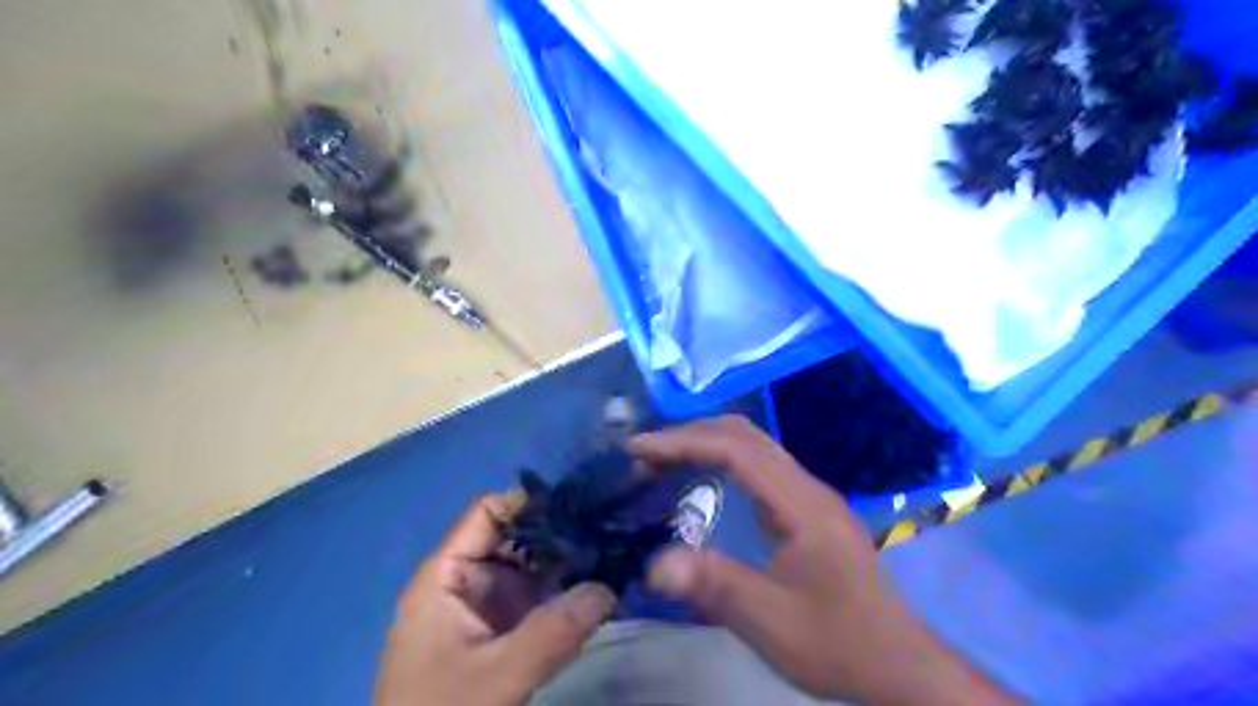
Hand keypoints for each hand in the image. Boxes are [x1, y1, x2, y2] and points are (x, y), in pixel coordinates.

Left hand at [375, 491, 617, 704]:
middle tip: (610, 527)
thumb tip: (608, 589)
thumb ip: (551, 633)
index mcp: (445, 575)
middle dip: (559, 529)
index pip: (488, 512)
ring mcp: (485, 607)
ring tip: (615, 551)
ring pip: (529, 567)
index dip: (531, 501)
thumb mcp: (495, 679)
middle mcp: (466, 581)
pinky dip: (565, 591)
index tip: (582, 503)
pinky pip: (536, 598)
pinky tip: (600, 587)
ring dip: (568, 560)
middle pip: (514, 536)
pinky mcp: (500, 632)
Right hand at [628, 416, 1020, 704]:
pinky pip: (759, 465)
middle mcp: (808, 487)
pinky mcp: (807, 507)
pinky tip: (702, 478)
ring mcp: (810, 494)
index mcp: (803, 505)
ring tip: (662, 461)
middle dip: (690, 434)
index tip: (639, 449)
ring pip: (754, 445)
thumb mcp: (773, 624)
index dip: (684, 441)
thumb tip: (655, 564)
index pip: (738, 449)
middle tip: (643, 455)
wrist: (898, 663)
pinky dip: (721, 459)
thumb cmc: (838, 643)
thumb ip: (716, 587)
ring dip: (705, 443)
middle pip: (746, 435)